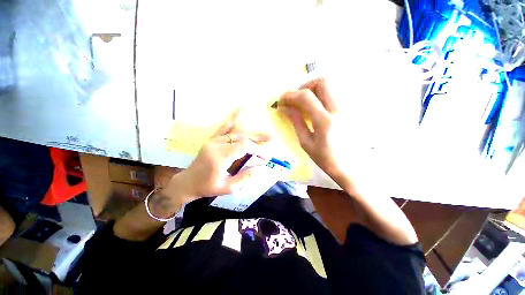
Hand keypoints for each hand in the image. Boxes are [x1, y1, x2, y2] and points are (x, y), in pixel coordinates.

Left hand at [162, 110, 270, 203]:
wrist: (187, 183)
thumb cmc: (207, 187)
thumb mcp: (228, 188)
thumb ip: (246, 177)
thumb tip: (262, 168)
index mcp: (220, 157)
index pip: (244, 146)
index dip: (257, 149)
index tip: (266, 157)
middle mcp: (216, 145)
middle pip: (242, 137)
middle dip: (257, 139)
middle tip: (271, 139)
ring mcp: (213, 140)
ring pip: (236, 132)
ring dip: (251, 133)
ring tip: (263, 134)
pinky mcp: (212, 139)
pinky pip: (223, 127)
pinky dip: (233, 119)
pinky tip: (240, 110)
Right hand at [279, 78, 344, 179]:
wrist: (353, 168)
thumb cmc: (326, 160)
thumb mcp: (306, 143)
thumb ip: (296, 122)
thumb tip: (285, 108)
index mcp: (325, 122)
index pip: (306, 97)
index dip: (291, 95)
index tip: (282, 100)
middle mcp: (340, 110)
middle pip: (323, 81)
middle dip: (305, 86)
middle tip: (297, 99)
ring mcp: (349, 108)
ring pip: (332, 85)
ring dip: (315, 90)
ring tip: (306, 103)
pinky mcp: (353, 110)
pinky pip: (336, 94)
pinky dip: (323, 95)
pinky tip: (318, 108)